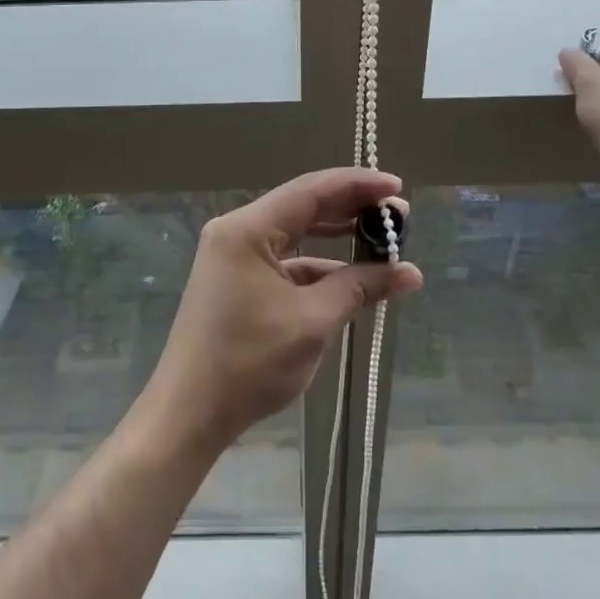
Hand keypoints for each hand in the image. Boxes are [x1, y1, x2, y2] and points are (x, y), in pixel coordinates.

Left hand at [139, 169, 422, 456]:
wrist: (189, 413)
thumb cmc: (249, 363)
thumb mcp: (312, 322)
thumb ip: (360, 287)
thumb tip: (410, 272)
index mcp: (247, 229)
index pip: (310, 190)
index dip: (357, 184)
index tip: (397, 187)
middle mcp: (238, 231)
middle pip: (302, 206)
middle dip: (351, 209)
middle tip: (398, 215)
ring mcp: (234, 256)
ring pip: (295, 234)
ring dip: (337, 238)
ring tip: (382, 240)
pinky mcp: (237, 280)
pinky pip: (285, 260)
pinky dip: (318, 265)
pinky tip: (351, 276)